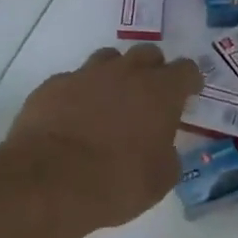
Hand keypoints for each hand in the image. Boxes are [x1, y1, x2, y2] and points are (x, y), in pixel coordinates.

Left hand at [8, 44, 201, 232]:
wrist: (49, 183)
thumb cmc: (117, 182)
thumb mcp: (160, 179)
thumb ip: (167, 154)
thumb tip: (161, 148)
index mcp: (160, 92)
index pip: (186, 70)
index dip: (189, 82)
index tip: (188, 95)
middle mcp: (126, 73)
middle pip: (148, 54)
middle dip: (153, 71)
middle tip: (149, 97)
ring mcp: (86, 75)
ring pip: (108, 59)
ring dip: (115, 76)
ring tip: (110, 103)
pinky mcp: (52, 86)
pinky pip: (73, 81)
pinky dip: (79, 94)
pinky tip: (73, 118)